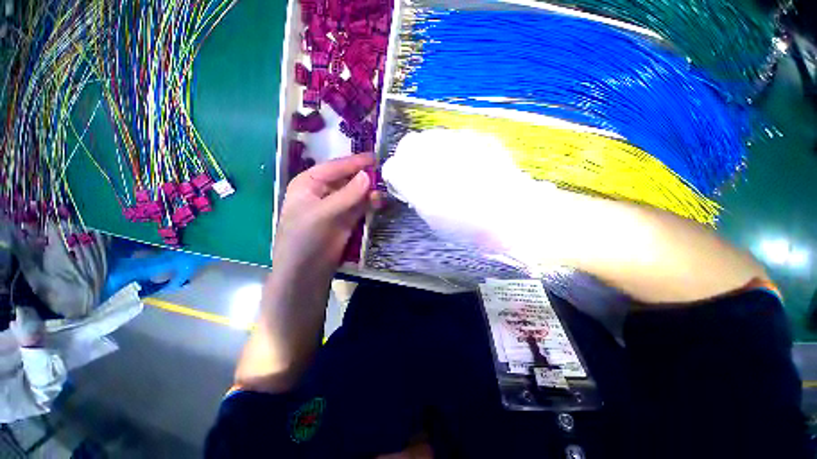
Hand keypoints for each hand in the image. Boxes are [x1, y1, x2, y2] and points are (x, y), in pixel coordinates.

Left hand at [273, 153, 379, 282]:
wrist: (305, 272)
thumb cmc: (304, 238)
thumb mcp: (323, 213)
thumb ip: (347, 195)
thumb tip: (368, 175)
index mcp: (309, 184)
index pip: (334, 167)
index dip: (354, 162)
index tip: (375, 158)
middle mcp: (323, 192)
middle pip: (347, 179)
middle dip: (364, 177)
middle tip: (385, 174)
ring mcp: (336, 207)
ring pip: (356, 193)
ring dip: (370, 191)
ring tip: (385, 189)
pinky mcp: (347, 220)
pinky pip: (361, 207)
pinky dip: (370, 204)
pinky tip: (380, 202)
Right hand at [382, 129, 557, 261]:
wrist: (510, 214)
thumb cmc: (467, 226)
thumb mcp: (432, 218)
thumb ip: (417, 196)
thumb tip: (413, 187)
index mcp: (414, 178)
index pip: (392, 167)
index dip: (397, 177)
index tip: (404, 186)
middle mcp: (429, 153)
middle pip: (408, 145)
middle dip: (410, 159)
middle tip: (422, 174)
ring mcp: (454, 140)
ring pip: (431, 138)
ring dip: (432, 152)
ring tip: (447, 169)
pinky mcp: (475, 137)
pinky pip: (455, 139)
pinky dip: (454, 150)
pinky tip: (467, 165)